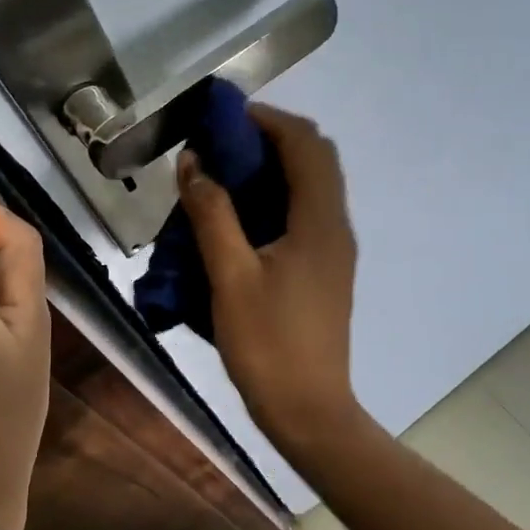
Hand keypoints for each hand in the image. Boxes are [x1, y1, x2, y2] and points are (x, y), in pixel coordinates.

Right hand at [177, 104, 364, 453]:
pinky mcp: (327, 270)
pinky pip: (307, 214)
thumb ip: (212, 215)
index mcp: (319, 221)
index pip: (305, 143)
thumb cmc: (268, 344)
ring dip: (275, 169)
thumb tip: (193, 162)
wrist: (309, 410)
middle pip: (315, 158)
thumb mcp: (230, 277)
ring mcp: (336, 250)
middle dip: (271, 139)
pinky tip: (242, 219)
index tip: (223, 119)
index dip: (267, 120)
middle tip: (222, 146)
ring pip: (313, 187)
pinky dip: (278, 199)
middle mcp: (336, 226)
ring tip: (226, 176)